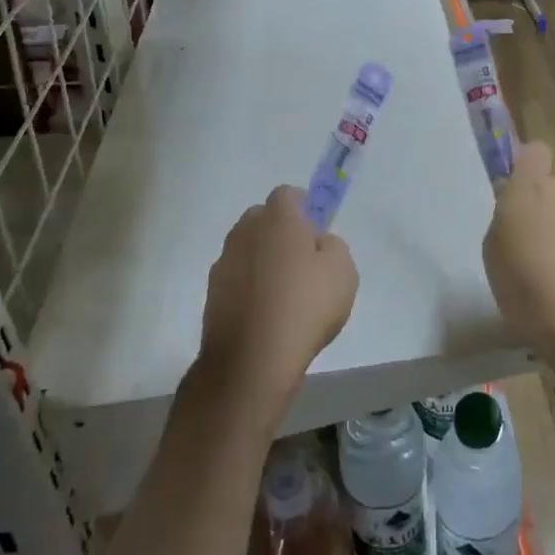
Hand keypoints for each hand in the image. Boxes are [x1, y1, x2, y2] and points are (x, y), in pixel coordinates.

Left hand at [198, 185, 357, 410]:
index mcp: (277, 218)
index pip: (288, 194)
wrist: (251, 360)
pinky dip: (249, 287)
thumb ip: (332, 246)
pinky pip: (237, 278)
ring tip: (284, 293)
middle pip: (263, 219)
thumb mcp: (343, 271)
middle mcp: (245, 231)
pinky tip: (266, 314)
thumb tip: (317, 243)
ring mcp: (224, 262)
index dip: (304, 208)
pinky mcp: (211, 293)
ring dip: (263, 260)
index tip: (316, 232)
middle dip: (280, 231)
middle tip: (303, 261)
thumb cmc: (305, 306)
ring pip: (248, 249)